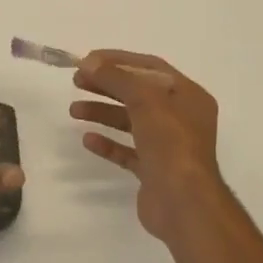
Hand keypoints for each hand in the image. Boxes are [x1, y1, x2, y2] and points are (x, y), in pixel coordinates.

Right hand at [72, 50, 234, 244]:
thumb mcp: (145, 99)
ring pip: (131, 122)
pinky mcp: (154, 170)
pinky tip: (88, 139)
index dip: (118, 60)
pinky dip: (108, 143)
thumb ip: (116, 77)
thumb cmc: (171, 143)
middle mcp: (181, 118)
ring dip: (103, 113)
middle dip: (107, 85)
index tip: (88, 59)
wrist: (184, 203)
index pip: (150, 67)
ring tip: (74, 111)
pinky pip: (128, 151)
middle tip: (76, 82)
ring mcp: (168, 146)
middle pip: (138, 93)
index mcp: (188, 95)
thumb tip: (88, 62)